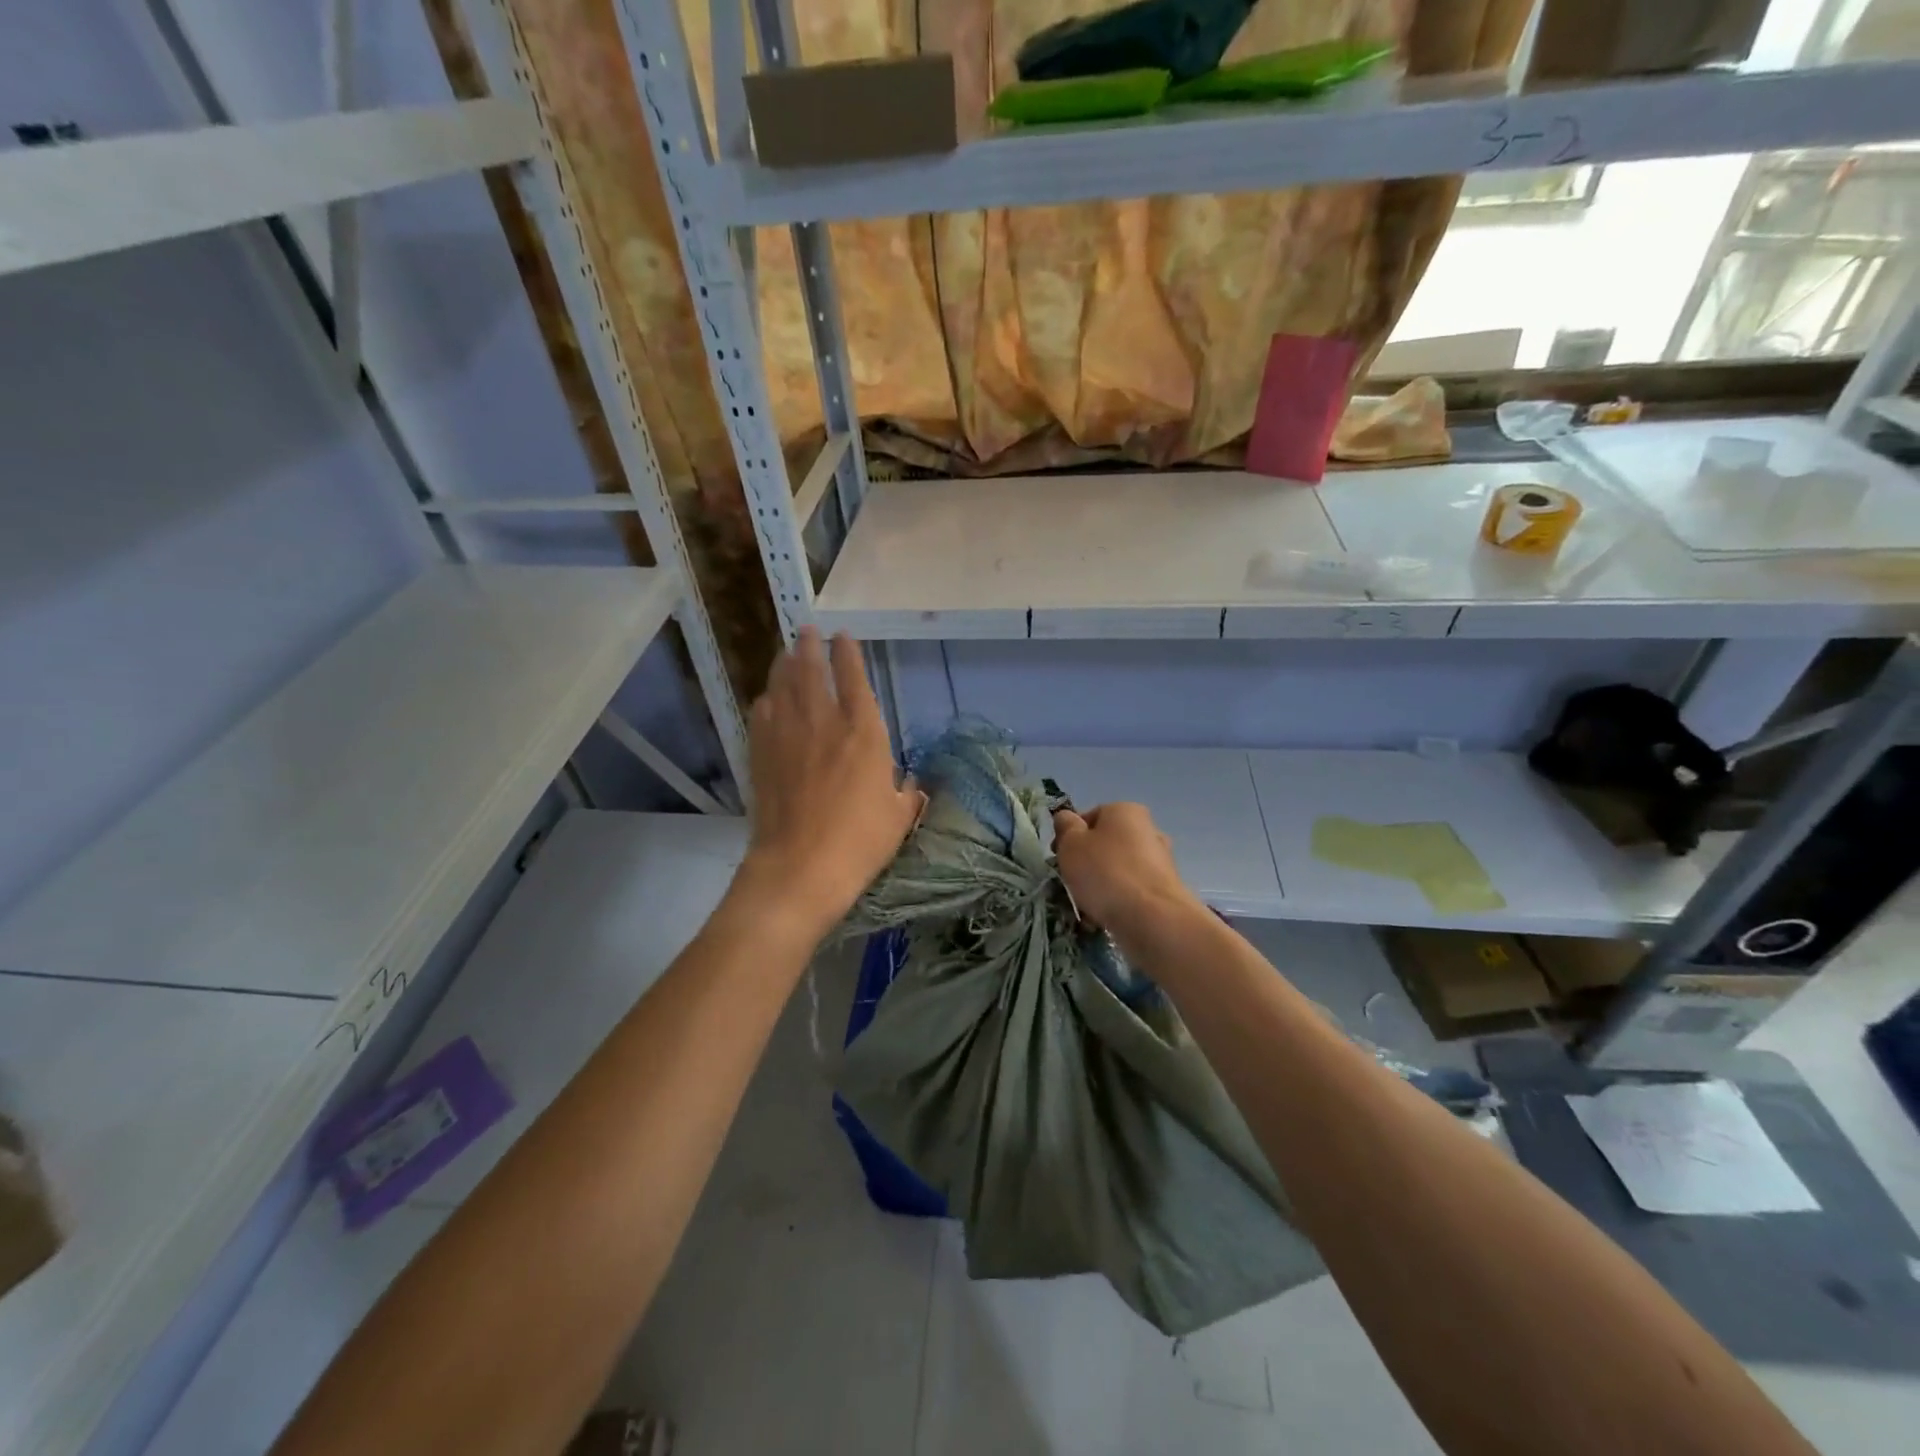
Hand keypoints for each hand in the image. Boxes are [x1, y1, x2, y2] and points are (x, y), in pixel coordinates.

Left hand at [736, 628, 923, 940]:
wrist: (800, 866)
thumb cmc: (860, 841)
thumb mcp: (900, 817)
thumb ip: (907, 794)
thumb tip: (912, 787)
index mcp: (863, 731)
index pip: (853, 678)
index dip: (848, 653)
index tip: (843, 636)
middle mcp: (823, 722)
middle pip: (811, 671)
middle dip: (809, 646)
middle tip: (807, 630)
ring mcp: (787, 736)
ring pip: (782, 686)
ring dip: (785, 664)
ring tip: (787, 651)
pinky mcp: (761, 755)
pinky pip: (761, 715)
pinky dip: (766, 700)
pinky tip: (767, 698)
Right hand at [1052, 803, 1202, 959]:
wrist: (1151, 919)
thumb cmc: (1105, 872)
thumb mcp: (1071, 844)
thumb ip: (1065, 827)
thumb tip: (1066, 818)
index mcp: (1126, 810)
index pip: (1090, 817)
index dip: (1070, 836)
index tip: (1059, 858)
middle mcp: (1148, 829)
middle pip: (1105, 843)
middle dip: (1087, 862)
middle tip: (1071, 883)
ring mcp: (1160, 861)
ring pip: (1118, 869)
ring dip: (1101, 884)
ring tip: (1086, 906)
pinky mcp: (1165, 890)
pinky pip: (1131, 890)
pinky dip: (1118, 900)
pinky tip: (1104, 917)